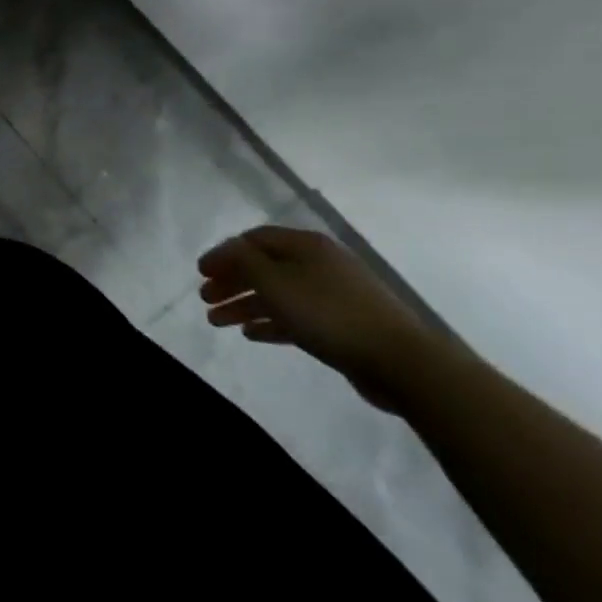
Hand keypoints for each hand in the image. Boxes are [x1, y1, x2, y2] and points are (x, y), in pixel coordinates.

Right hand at [197, 226, 444, 412]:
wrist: (401, 361)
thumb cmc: (329, 314)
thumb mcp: (275, 282)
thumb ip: (243, 261)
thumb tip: (226, 250)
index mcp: (305, 245)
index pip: (253, 239)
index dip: (224, 253)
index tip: (200, 272)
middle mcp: (318, 263)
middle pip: (264, 266)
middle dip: (231, 281)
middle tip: (204, 298)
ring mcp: (332, 294)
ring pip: (277, 294)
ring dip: (244, 305)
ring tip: (217, 322)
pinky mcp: (340, 324)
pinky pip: (295, 316)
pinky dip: (270, 322)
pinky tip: (251, 334)